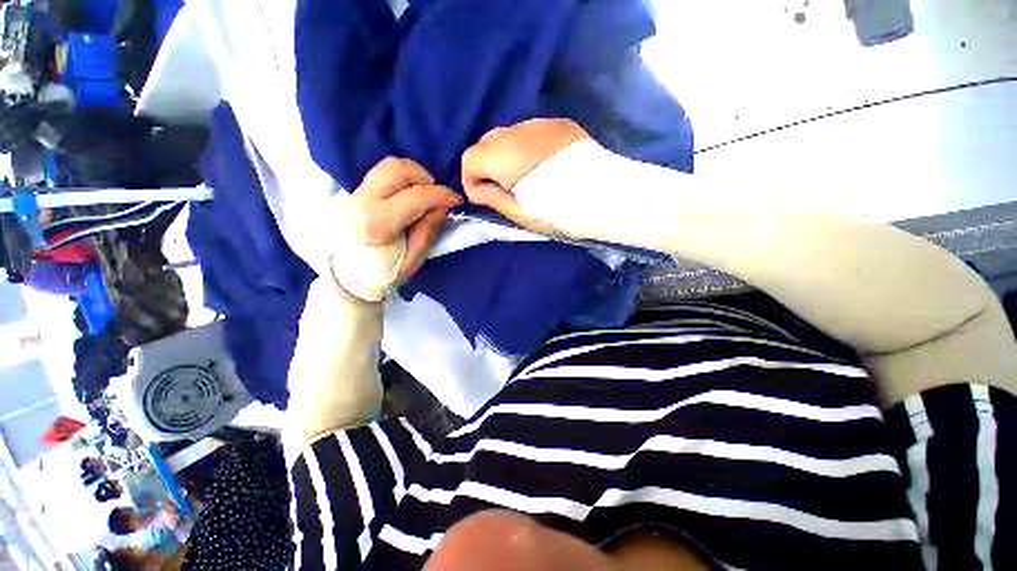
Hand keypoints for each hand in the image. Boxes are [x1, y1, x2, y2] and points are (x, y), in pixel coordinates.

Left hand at [332, 157, 459, 300]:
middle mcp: (362, 200)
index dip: (441, 195)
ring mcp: (355, 192)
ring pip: (389, 164)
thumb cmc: (384, 271)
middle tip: (436, 196)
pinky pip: (382, 172)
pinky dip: (402, 177)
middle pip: (399, 169)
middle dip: (426, 178)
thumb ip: (428, 230)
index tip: (455, 200)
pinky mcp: (355, 191)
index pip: (416, 196)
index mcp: (377, 222)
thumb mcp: (413, 259)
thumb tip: (441, 206)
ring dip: (413, 174)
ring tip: (423, 193)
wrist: (348, 275)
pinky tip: (408, 193)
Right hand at [461, 118, 588, 233]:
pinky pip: (530, 132)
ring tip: (522, 177)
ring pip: (508, 134)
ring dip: (505, 154)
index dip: (471, 179)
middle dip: (486, 165)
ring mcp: (540, 123)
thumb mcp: (520, 213)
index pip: (470, 157)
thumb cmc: (559, 212)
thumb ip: (492, 197)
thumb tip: (477, 190)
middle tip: (501, 187)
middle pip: (486, 142)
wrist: (607, 196)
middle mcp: (518, 131)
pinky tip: (541, 165)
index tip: (482, 196)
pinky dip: (525, 147)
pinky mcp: (559, 124)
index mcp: (505, 155)